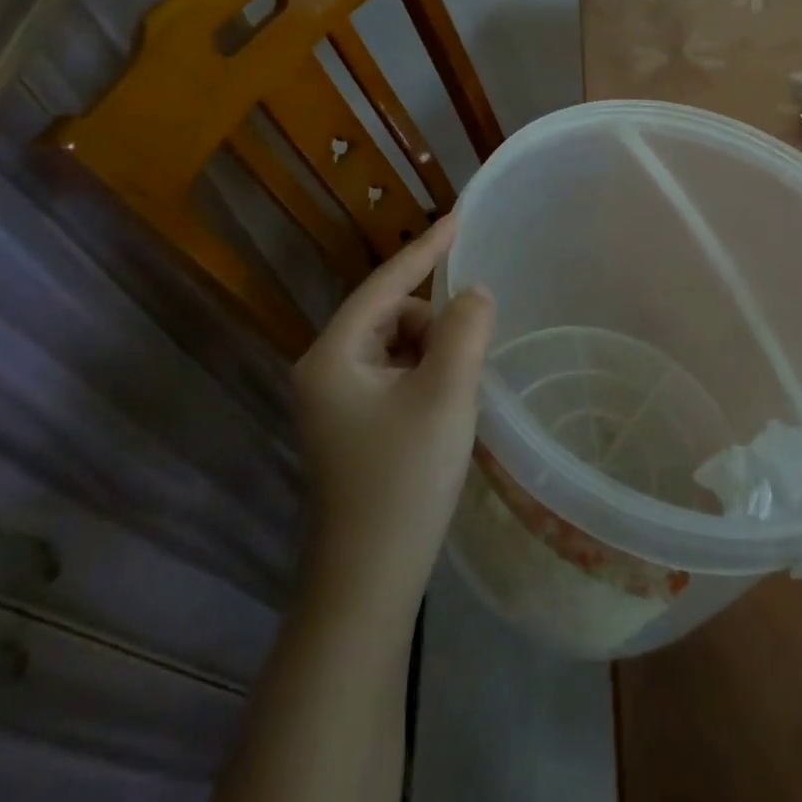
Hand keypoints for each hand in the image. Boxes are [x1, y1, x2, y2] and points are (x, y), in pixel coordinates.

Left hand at [293, 215, 493, 616]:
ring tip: (459, 393)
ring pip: (399, 347)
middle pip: (393, 315)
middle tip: (470, 359)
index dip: (426, 248)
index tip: (460, 216)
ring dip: (435, 353)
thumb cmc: (404, 480)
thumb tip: (474, 293)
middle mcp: (326, 371)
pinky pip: (398, 376)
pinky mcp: (354, 428)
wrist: (367, 585)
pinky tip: (446, 408)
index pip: (386, 284)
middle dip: (436, 323)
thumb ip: (465, 329)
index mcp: (333, 356)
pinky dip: (428, 377)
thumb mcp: (446, 394)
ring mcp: (338, 403)